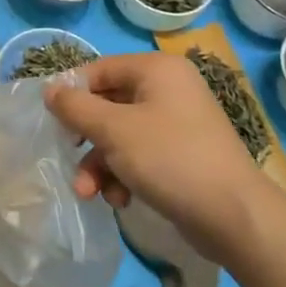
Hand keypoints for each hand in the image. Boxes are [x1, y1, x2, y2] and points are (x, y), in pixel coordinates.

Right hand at [45, 51, 270, 256]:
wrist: (236, 216)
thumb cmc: (170, 159)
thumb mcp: (113, 130)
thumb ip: (75, 107)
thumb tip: (49, 89)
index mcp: (157, 70)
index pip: (99, 70)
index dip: (72, 93)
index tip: (51, 122)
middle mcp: (169, 89)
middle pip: (108, 105)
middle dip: (86, 140)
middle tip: (68, 159)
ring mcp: (179, 123)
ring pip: (121, 135)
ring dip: (101, 164)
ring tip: (90, 192)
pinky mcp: (184, 154)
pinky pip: (141, 154)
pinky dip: (125, 174)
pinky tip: (120, 199)